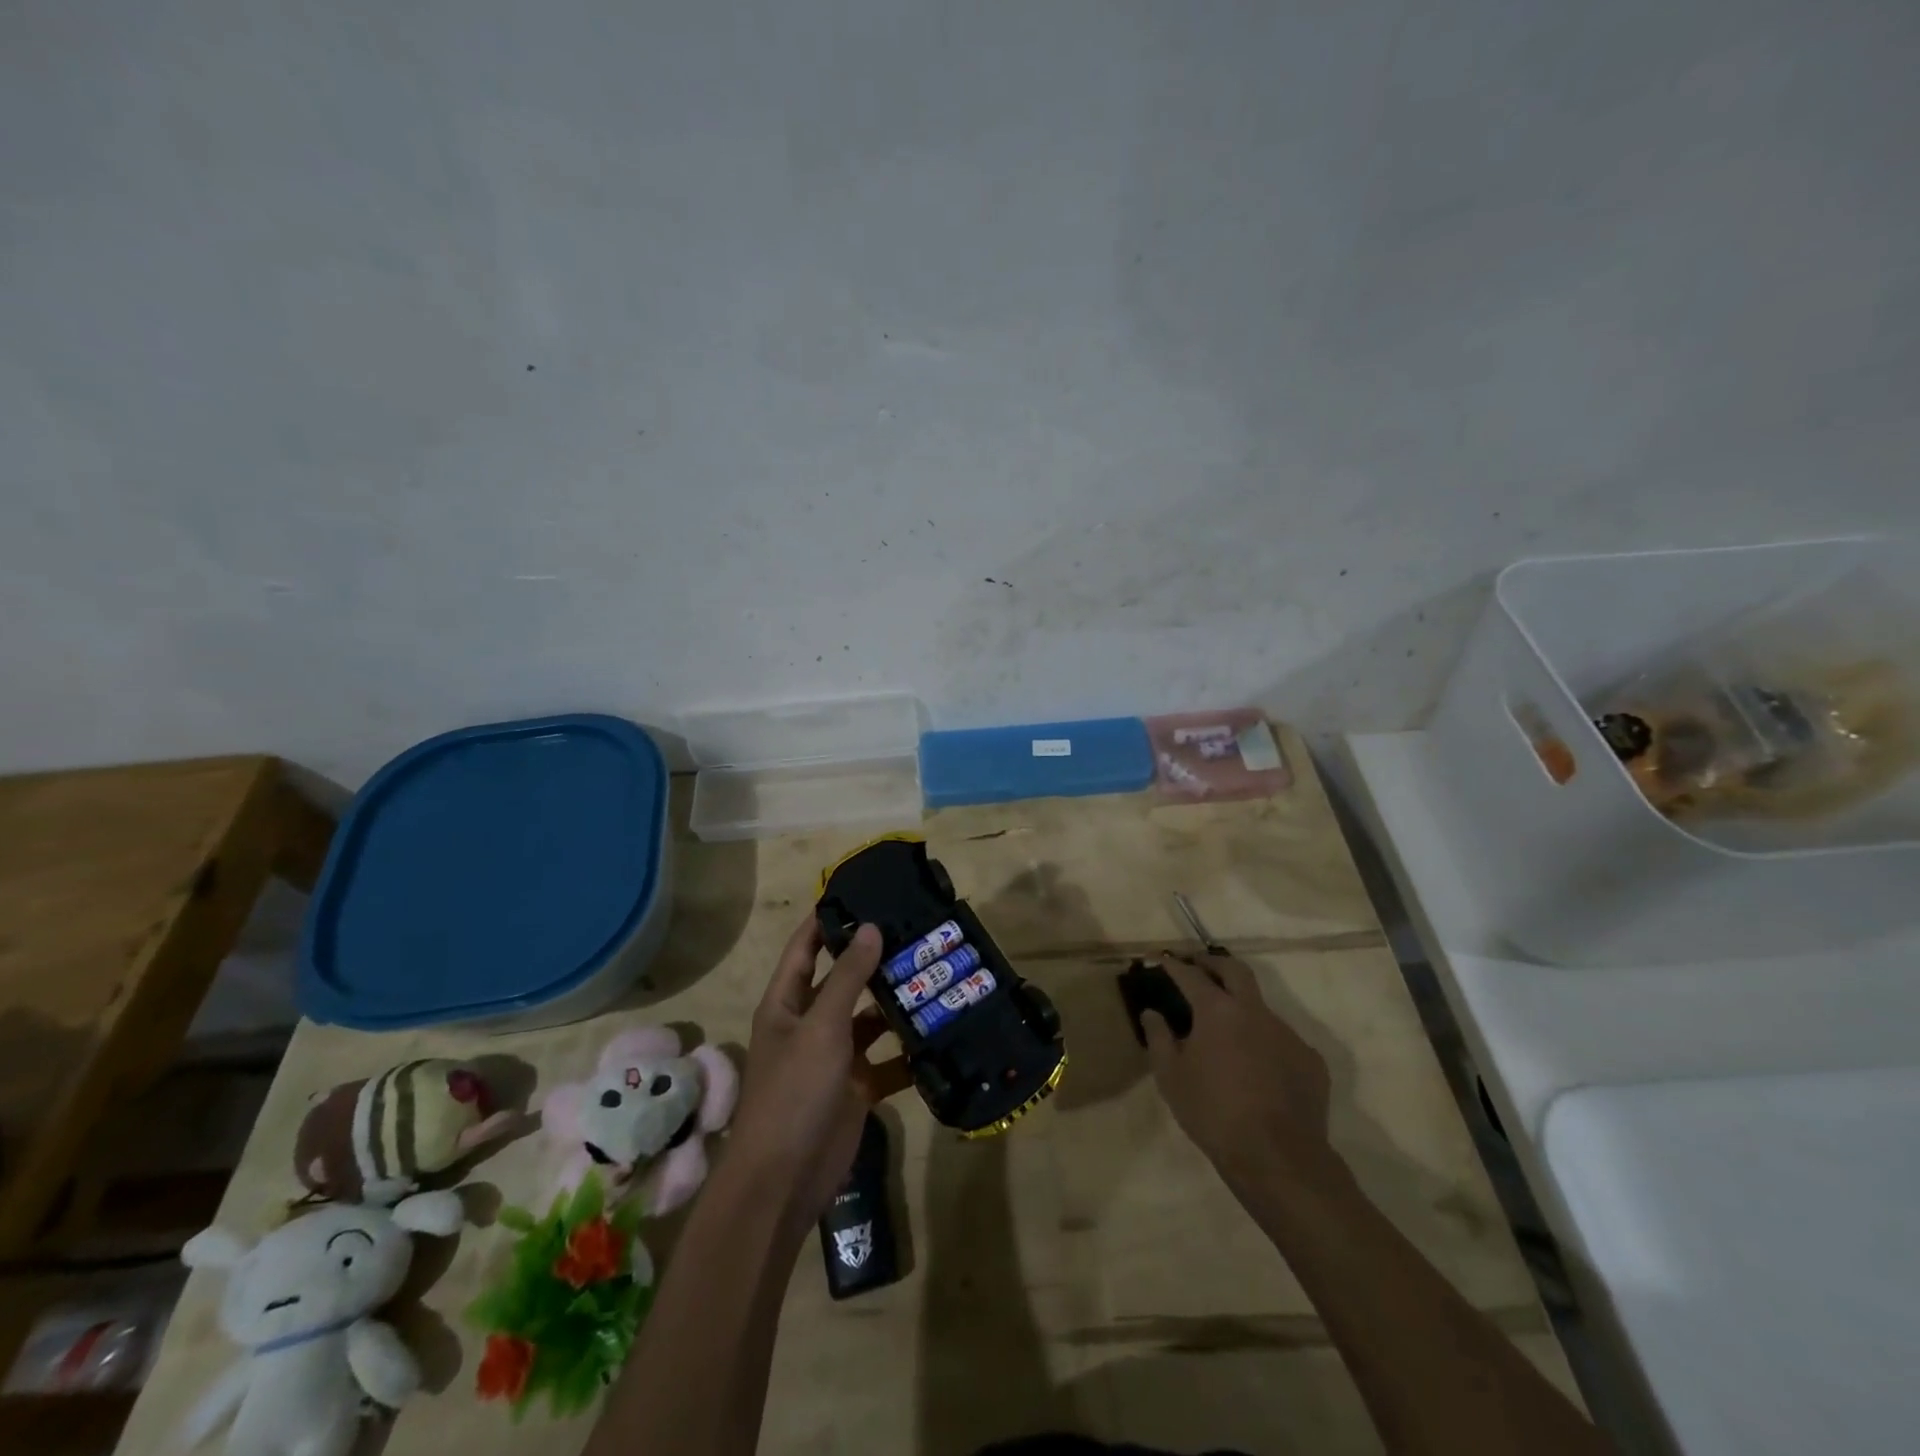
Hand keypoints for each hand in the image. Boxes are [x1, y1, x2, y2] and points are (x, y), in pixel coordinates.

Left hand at [729, 916, 910, 1228]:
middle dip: (875, 960)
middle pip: (843, 982)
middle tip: (916, 933)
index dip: (827, 921)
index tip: (862, 894)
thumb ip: (847, 977)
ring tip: (935, 977)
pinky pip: (886, 1062)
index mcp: (787, 1004)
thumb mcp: (821, 1026)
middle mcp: (809, 1024)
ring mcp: (834, 1058)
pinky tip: (938, 1035)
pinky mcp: (857, 1088)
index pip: (805, 948)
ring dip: (896, 1005)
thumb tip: (870, 927)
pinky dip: (908, 1053)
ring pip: (869, 1020)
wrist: (785, 1180)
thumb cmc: (794, 1091)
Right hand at [1143, 948, 1331, 1185]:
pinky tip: (1256, 1066)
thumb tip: (1152, 1013)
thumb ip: (1158, 1038)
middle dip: (1213, 962)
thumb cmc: (1213, 1113)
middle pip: (1234, 969)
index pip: (1191, 975)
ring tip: (1226, 1030)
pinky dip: (1264, 1042)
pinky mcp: (1310, 1059)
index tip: (1161, 959)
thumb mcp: (1171, 1077)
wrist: (1278, 1158)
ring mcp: (1287, 1033)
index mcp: (1217, 1010)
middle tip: (1198, 966)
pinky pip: (1281, 1040)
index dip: (1173, 965)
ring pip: (1260, 1007)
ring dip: (1240, 1007)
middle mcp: (1255, 1011)